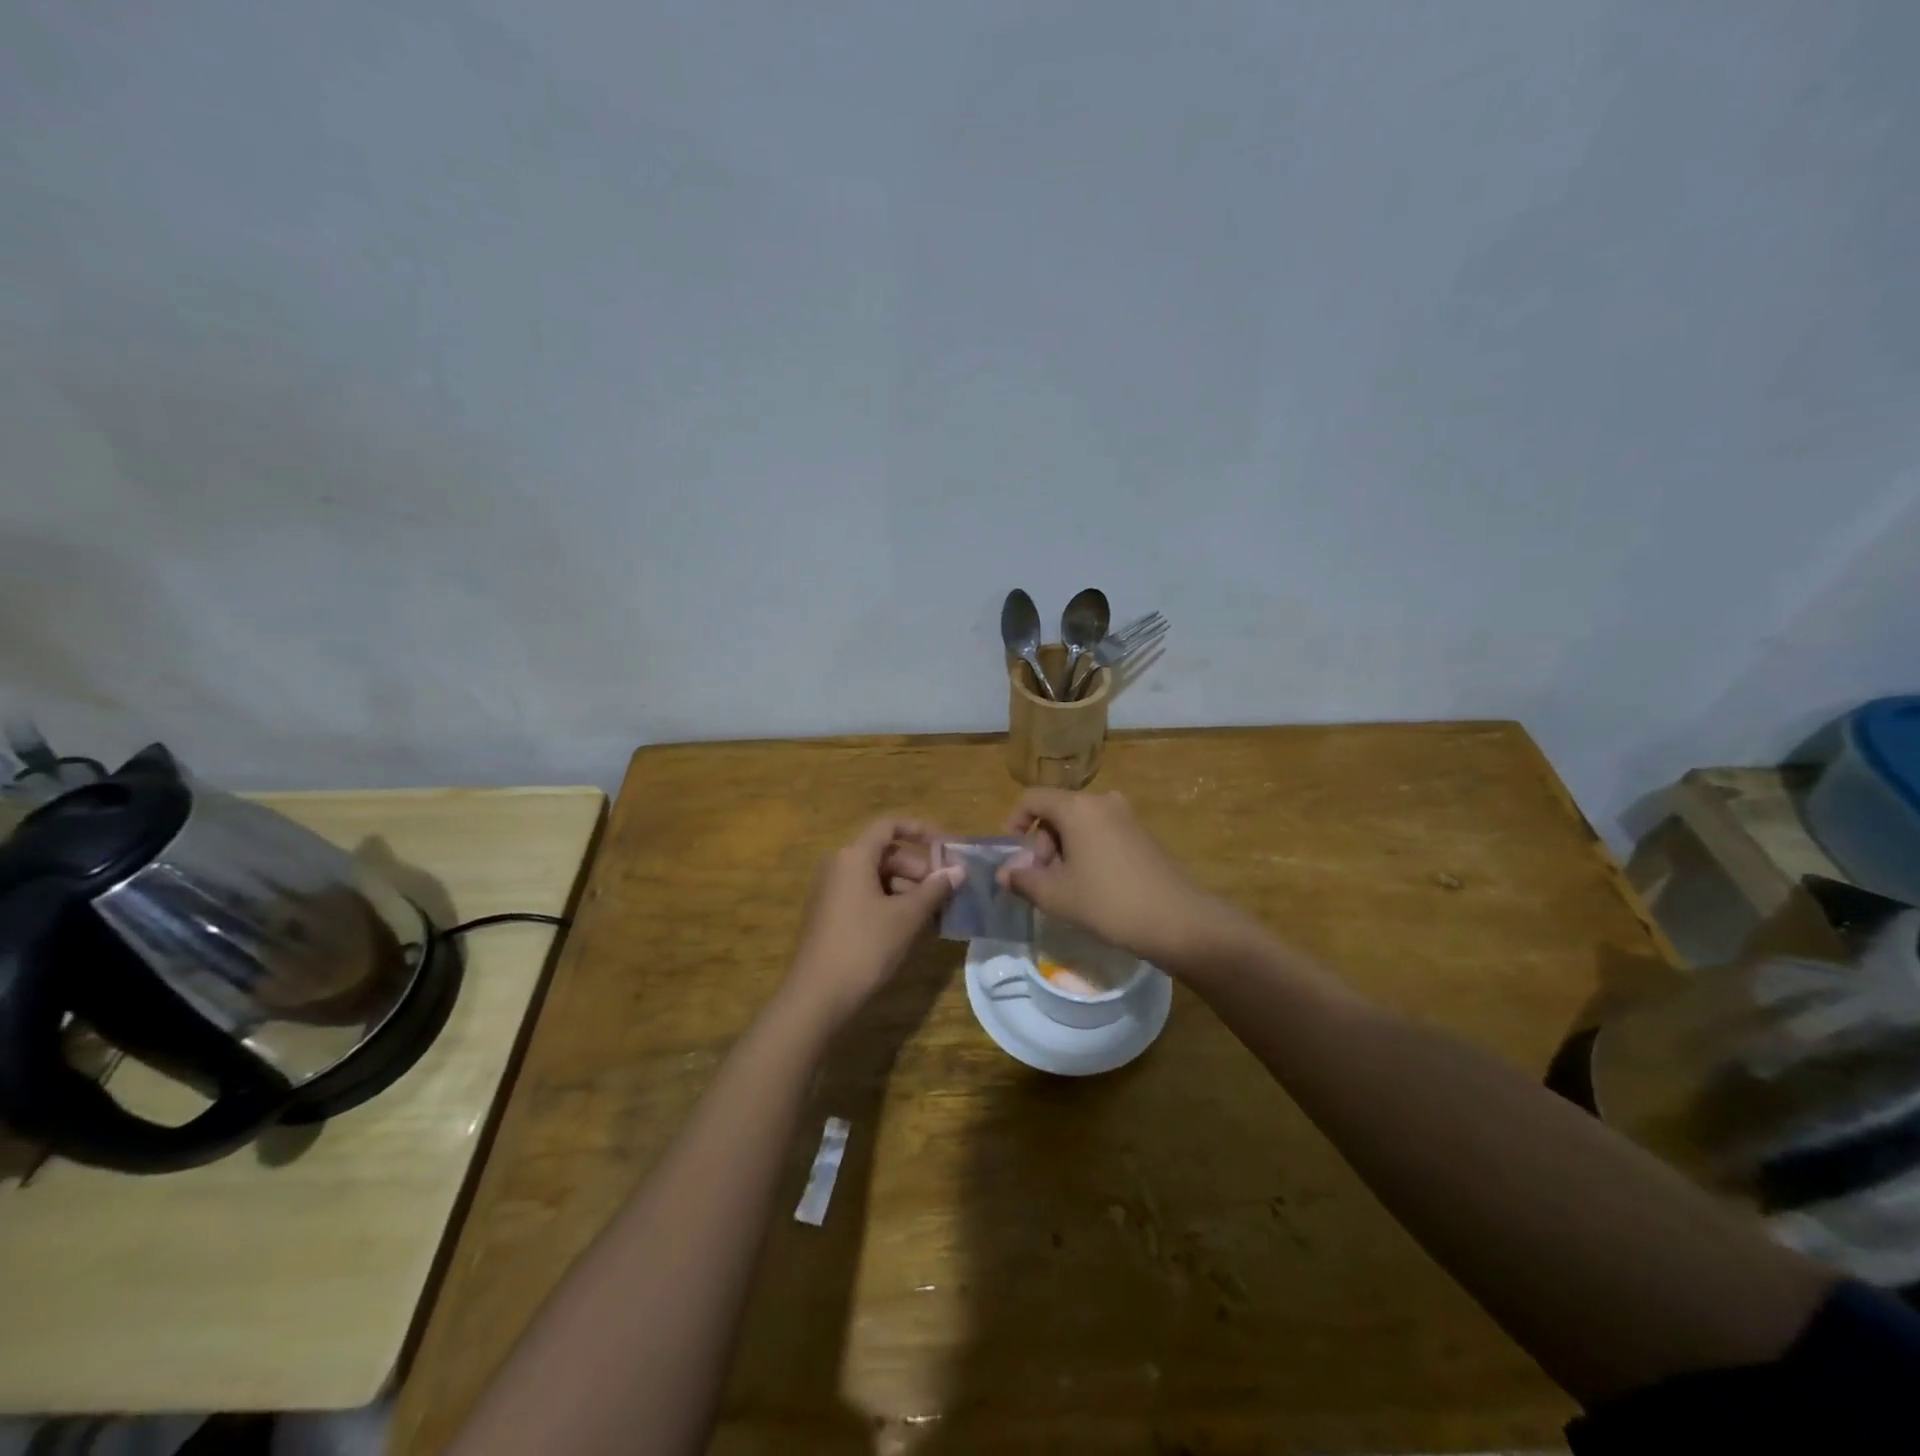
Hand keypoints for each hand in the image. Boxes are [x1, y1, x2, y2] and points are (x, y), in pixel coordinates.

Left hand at [782, 817, 962, 1029]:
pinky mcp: (831, 914)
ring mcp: (832, 890)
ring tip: (933, 912)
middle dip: (918, 867)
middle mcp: (839, 865)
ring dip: (907, 888)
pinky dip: (890, 902)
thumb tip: (959, 870)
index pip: (889, 825)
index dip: (921, 830)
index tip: (947, 847)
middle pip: (885, 853)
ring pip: (877, 876)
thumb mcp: (906, 916)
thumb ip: (935, 889)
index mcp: (853, 856)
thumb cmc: (865, 946)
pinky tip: (910, 925)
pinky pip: (866, 895)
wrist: (818, 995)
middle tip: (944, 890)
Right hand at [997, 789, 1245, 973]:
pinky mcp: (1143, 835)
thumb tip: (1004, 873)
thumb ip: (1023, 880)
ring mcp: (1127, 817)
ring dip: (1064, 851)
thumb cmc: (1108, 902)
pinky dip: (1088, 853)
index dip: (1014, 821)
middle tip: (1041, 881)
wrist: (1179, 921)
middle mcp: (1102, 802)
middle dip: (1042, 844)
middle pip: (1057, 811)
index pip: (1033, 798)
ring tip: (1066, 889)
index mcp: (1077, 807)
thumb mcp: (1057, 895)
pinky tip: (1093, 887)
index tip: (1012, 854)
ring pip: (1080, 824)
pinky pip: (1103, 834)